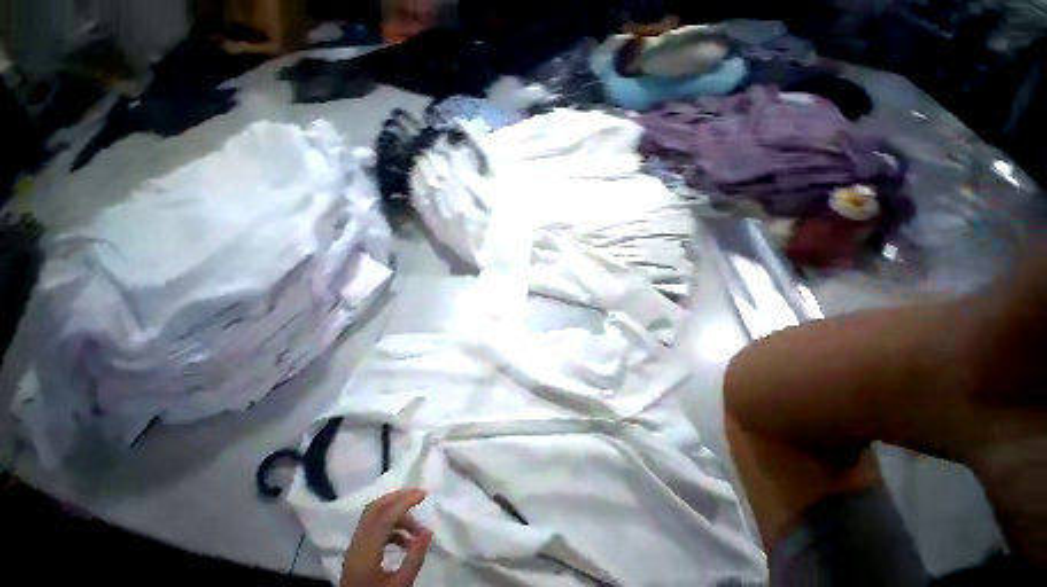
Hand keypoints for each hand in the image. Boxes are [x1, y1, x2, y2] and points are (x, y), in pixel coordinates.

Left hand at [341, 489, 433, 586]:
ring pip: (374, 516)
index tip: (424, 494)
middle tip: (419, 495)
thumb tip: (429, 531)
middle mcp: (357, 544)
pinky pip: (374, 528)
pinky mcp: (357, 552)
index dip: (404, 501)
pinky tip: (406, 539)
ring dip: (397, 514)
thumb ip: (414, 558)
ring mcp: (355, 547)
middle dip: (398, 498)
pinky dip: (391, 526)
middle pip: (375, 509)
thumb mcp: (400, 585)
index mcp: (365, 551)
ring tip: (418, 528)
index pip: (385, 516)